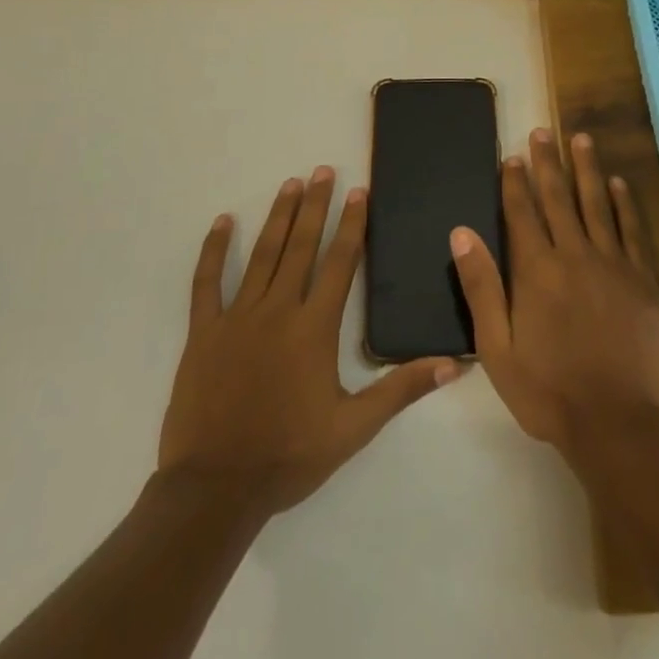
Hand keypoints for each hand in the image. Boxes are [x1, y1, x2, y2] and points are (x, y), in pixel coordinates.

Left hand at [159, 168, 458, 513]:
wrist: (216, 488)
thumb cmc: (289, 455)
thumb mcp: (354, 428)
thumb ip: (402, 389)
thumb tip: (454, 364)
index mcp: (315, 328)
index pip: (340, 263)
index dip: (351, 225)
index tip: (358, 192)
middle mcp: (278, 311)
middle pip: (302, 247)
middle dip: (315, 206)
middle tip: (323, 170)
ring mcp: (238, 318)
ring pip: (262, 255)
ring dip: (278, 217)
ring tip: (290, 184)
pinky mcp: (204, 332)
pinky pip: (208, 282)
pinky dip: (215, 250)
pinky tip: (223, 222)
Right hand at [451, 130, 658, 456]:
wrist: (618, 422)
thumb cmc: (548, 390)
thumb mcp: (497, 348)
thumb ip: (481, 286)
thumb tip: (461, 233)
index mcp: (537, 271)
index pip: (523, 213)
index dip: (515, 183)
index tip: (511, 156)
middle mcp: (575, 255)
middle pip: (559, 198)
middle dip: (548, 163)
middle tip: (542, 131)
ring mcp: (613, 264)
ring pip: (597, 204)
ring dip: (587, 169)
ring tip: (581, 139)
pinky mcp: (643, 279)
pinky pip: (633, 230)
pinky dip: (625, 204)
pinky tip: (618, 184)